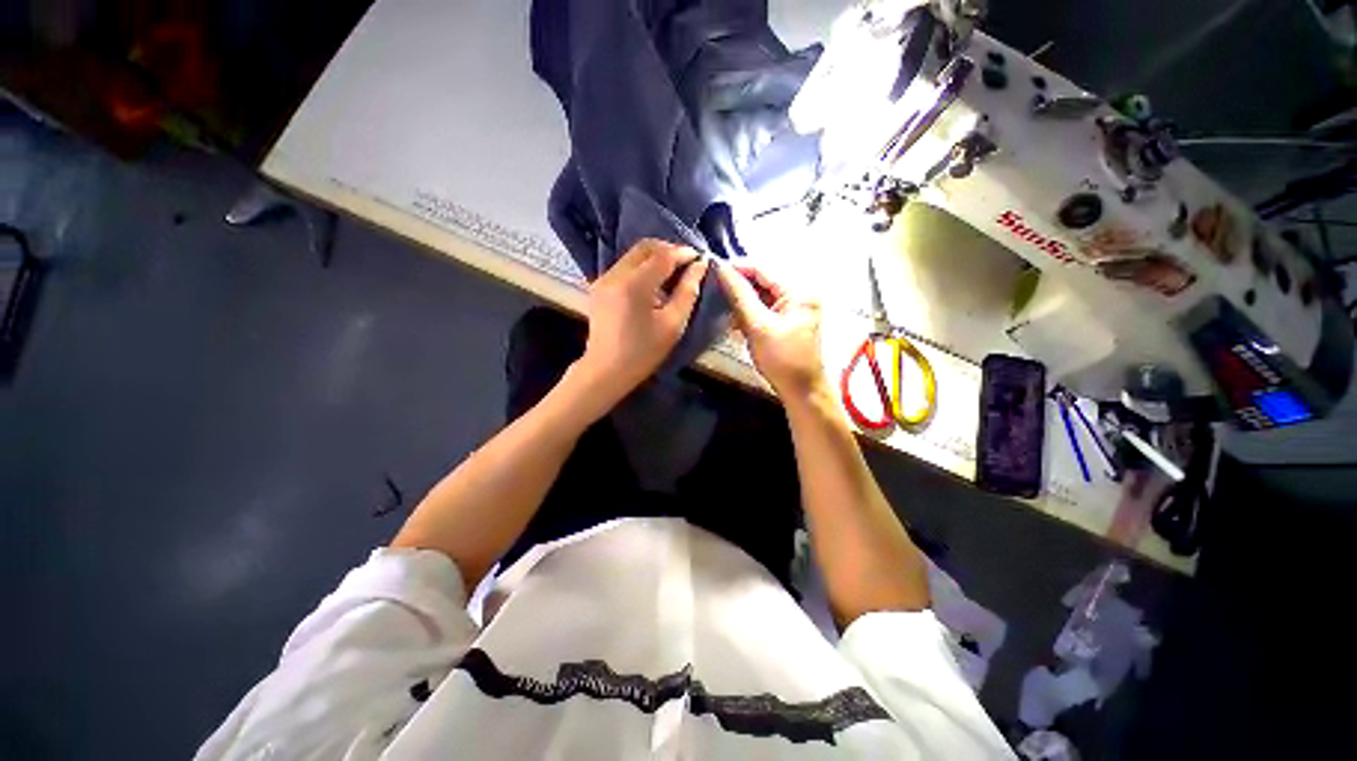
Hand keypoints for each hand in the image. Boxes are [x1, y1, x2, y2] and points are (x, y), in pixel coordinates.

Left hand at [575, 239, 708, 405]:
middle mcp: (615, 274)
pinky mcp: (599, 285)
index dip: (683, 253)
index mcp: (634, 285)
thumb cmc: (643, 352)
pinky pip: (625, 265)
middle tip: (687, 263)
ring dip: (655, 257)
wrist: (606, 370)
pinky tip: (654, 282)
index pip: (663, 256)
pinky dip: (642, 267)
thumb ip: (688, 292)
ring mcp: (604, 279)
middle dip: (669, 250)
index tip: (700, 259)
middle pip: (645, 247)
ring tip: (674, 272)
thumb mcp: (673, 325)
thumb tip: (700, 266)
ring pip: (634, 255)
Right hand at [714, 261, 825, 401]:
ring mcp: (794, 309)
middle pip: (763, 282)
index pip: (764, 269)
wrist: (800, 391)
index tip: (713, 270)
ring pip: (761, 297)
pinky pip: (764, 310)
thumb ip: (740, 296)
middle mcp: (799, 294)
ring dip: (742, 304)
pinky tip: (737, 325)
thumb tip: (722, 269)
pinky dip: (749, 315)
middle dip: (739, 288)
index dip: (738, 268)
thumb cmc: (782, 360)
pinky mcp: (787, 321)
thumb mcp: (758, 326)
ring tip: (725, 312)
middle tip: (716, 292)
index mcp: (799, 291)